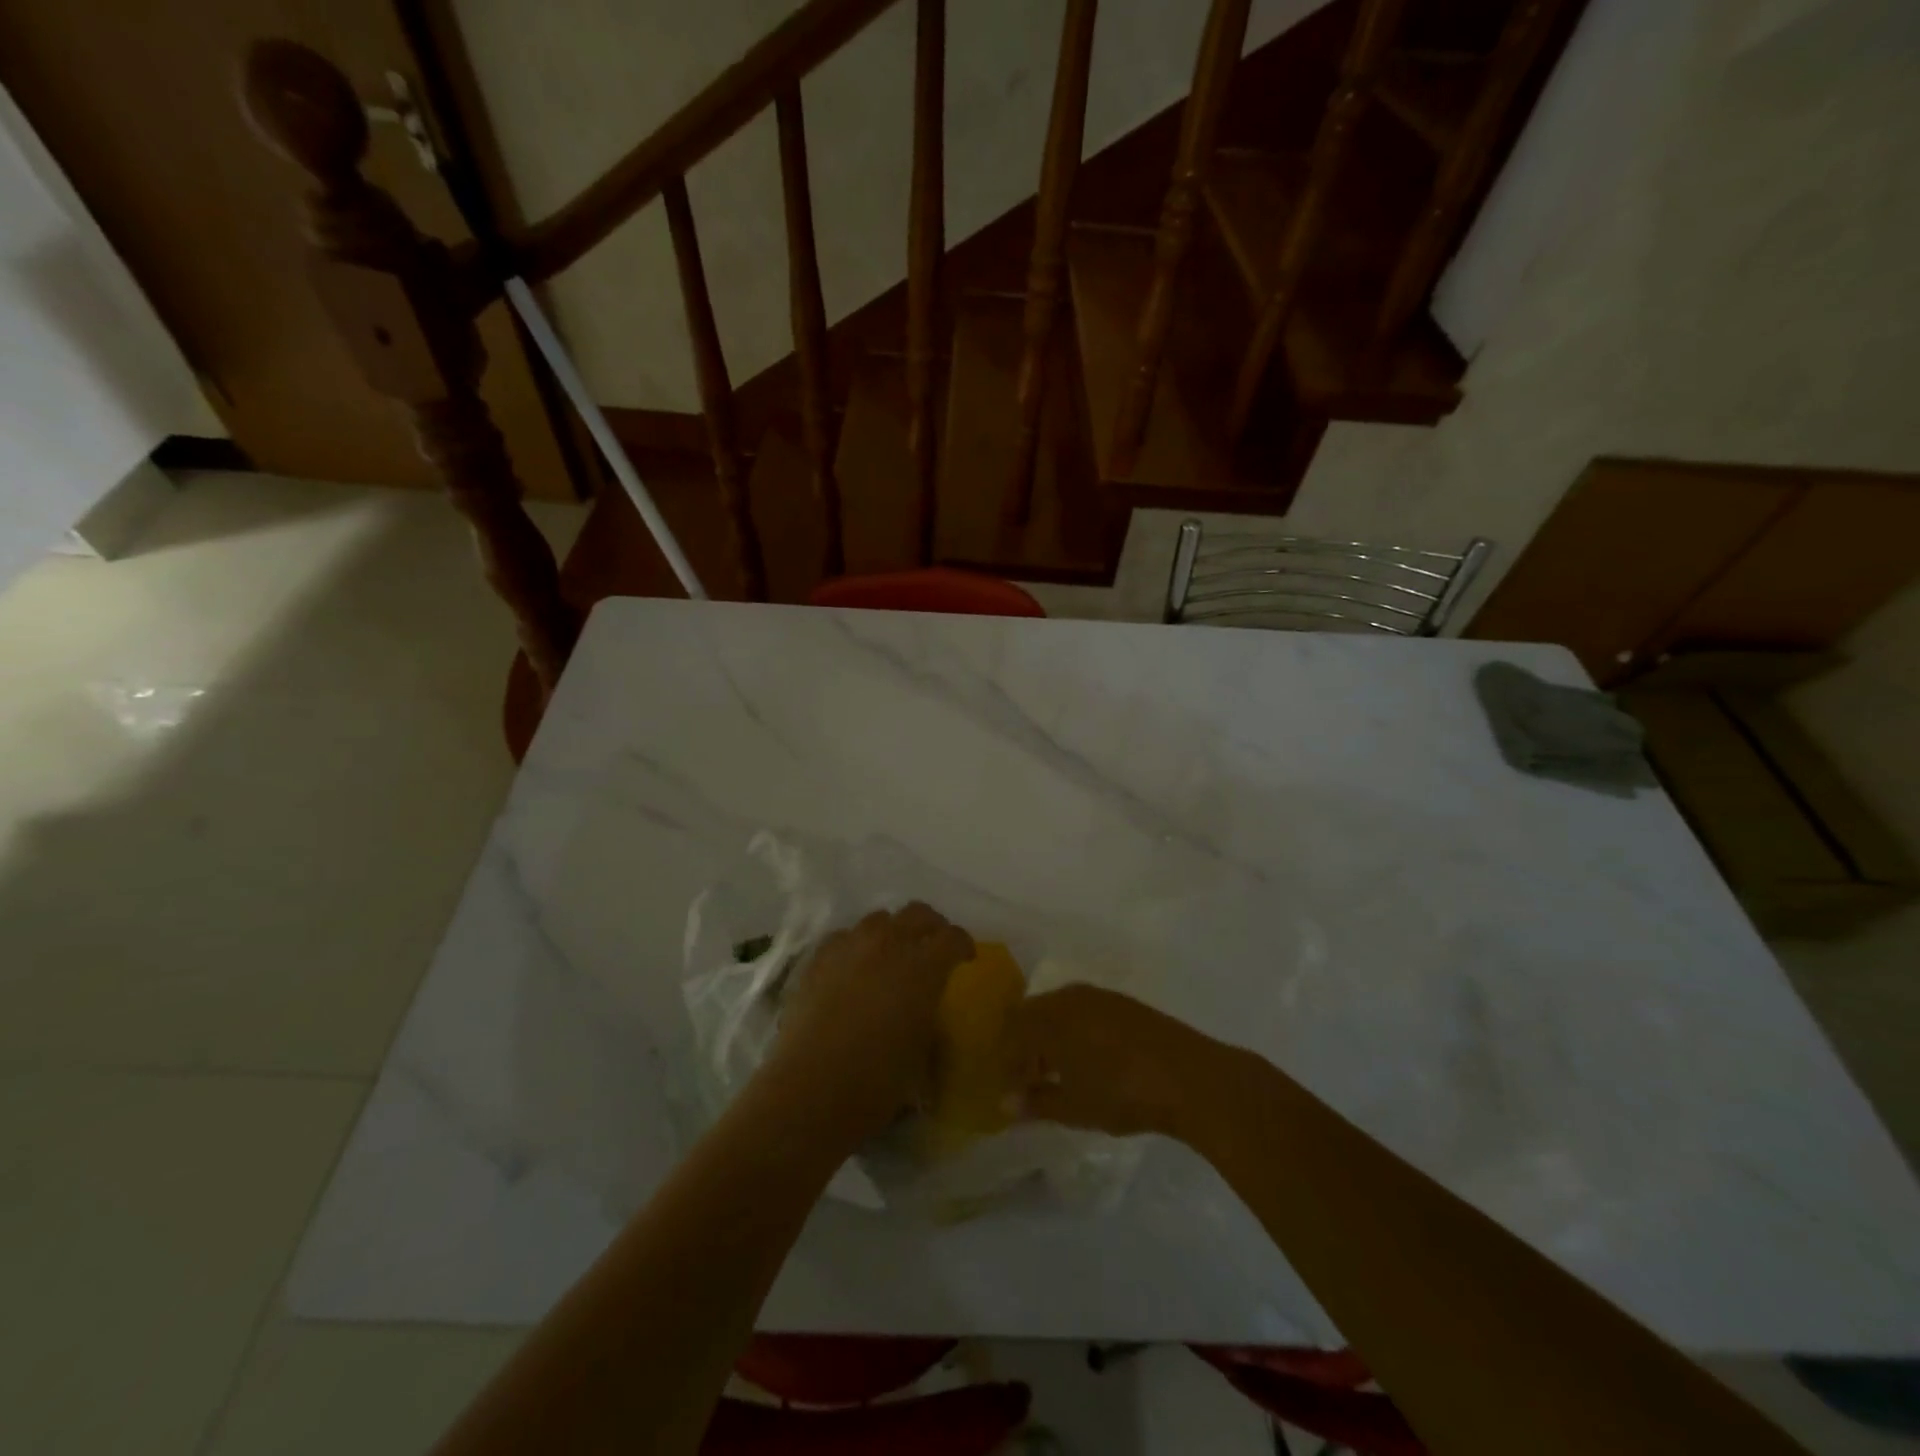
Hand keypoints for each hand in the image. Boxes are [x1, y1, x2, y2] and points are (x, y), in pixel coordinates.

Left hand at [765, 903, 973, 1142]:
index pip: (952, 938)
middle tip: (934, 947)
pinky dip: (856, 945)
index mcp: (923, 967)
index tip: (966, 958)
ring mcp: (850, 946)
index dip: (963, 944)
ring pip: (879, 919)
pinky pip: (844, 937)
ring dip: (893, 931)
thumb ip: (929, 1018)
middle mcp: (889, 944)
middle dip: (931, 927)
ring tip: (892, 955)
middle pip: (917, 914)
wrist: (811, 1089)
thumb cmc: (877, 1082)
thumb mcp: (922, 1052)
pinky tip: (854, 966)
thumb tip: (927, 1011)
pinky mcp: (818, 958)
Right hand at [1009, 985, 1227, 1138]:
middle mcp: (1068, 997)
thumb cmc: (1121, 1093)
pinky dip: (1073, 1031)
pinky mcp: (1122, 1003)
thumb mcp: (1074, 1107)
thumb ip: (1036, 1102)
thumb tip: (1007, 1104)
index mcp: (1049, 1017)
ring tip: (1057, 1073)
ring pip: (1057, 1010)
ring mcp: (1098, 996)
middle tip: (1028, 1081)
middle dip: (1024, 1045)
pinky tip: (1087, 1060)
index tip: (1009, 1091)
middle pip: (1031, 1014)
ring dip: (1049, 1037)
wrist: (1189, 1077)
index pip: (1011, 1032)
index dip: (1006, 1062)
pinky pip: (1082, 1011)